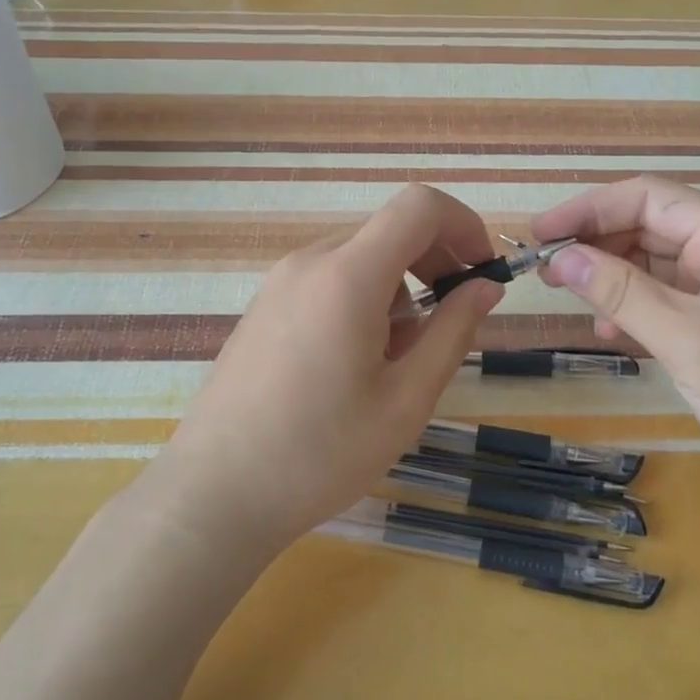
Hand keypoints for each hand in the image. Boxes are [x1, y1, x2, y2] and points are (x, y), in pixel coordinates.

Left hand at [145, 184, 502, 558]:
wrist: (214, 493)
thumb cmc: (320, 454)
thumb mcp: (405, 400)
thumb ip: (452, 332)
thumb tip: (485, 287)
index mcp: (348, 275)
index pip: (419, 206)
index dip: (463, 224)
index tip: (482, 271)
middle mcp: (311, 261)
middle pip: (390, 229)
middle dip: (435, 259)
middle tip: (454, 317)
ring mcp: (280, 281)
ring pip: (361, 256)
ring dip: (399, 286)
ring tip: (400, 356)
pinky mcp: (265, 305)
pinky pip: (329, 278)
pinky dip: (363, 297)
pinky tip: (356, 360)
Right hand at [533, 176, 699, 499]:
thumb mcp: (688, 340)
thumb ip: (621, 293)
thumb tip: (559, 256)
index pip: (650, 198)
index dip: (590, 208)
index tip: (541, 235)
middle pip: (652, 226)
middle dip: (599, 243)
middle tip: (548, 271)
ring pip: (657, 264)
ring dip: (614, 277)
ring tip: (574, 300)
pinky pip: (671, 299)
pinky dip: (636, 308)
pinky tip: (613, 332)